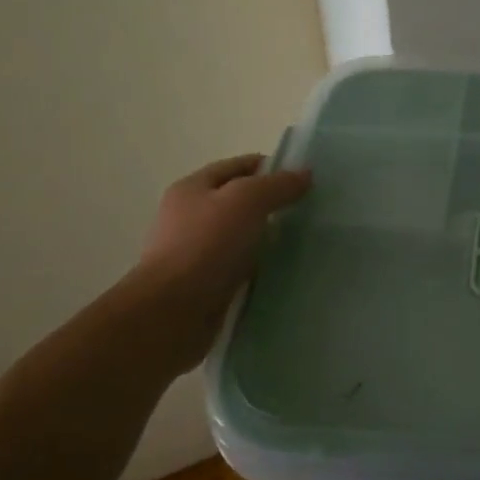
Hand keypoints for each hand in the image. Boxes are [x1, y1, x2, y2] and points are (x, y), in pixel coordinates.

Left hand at [130, 153, 311, 370]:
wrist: (172, 312)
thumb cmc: (206, 245)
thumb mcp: (247, 200)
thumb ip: (277, 184)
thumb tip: (305, 174)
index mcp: (192, 188)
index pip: (237, 166)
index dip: (270, 167)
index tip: (304, 179)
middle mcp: (189, 217)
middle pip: (238, 201)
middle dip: (271, 204)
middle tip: (307, 211)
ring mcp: (195, 253)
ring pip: (240, 236)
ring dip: (266, 238)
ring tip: (301, 242)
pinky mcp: (203, 285)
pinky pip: (238, 267)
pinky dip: (258, 267)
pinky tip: (281, 271)